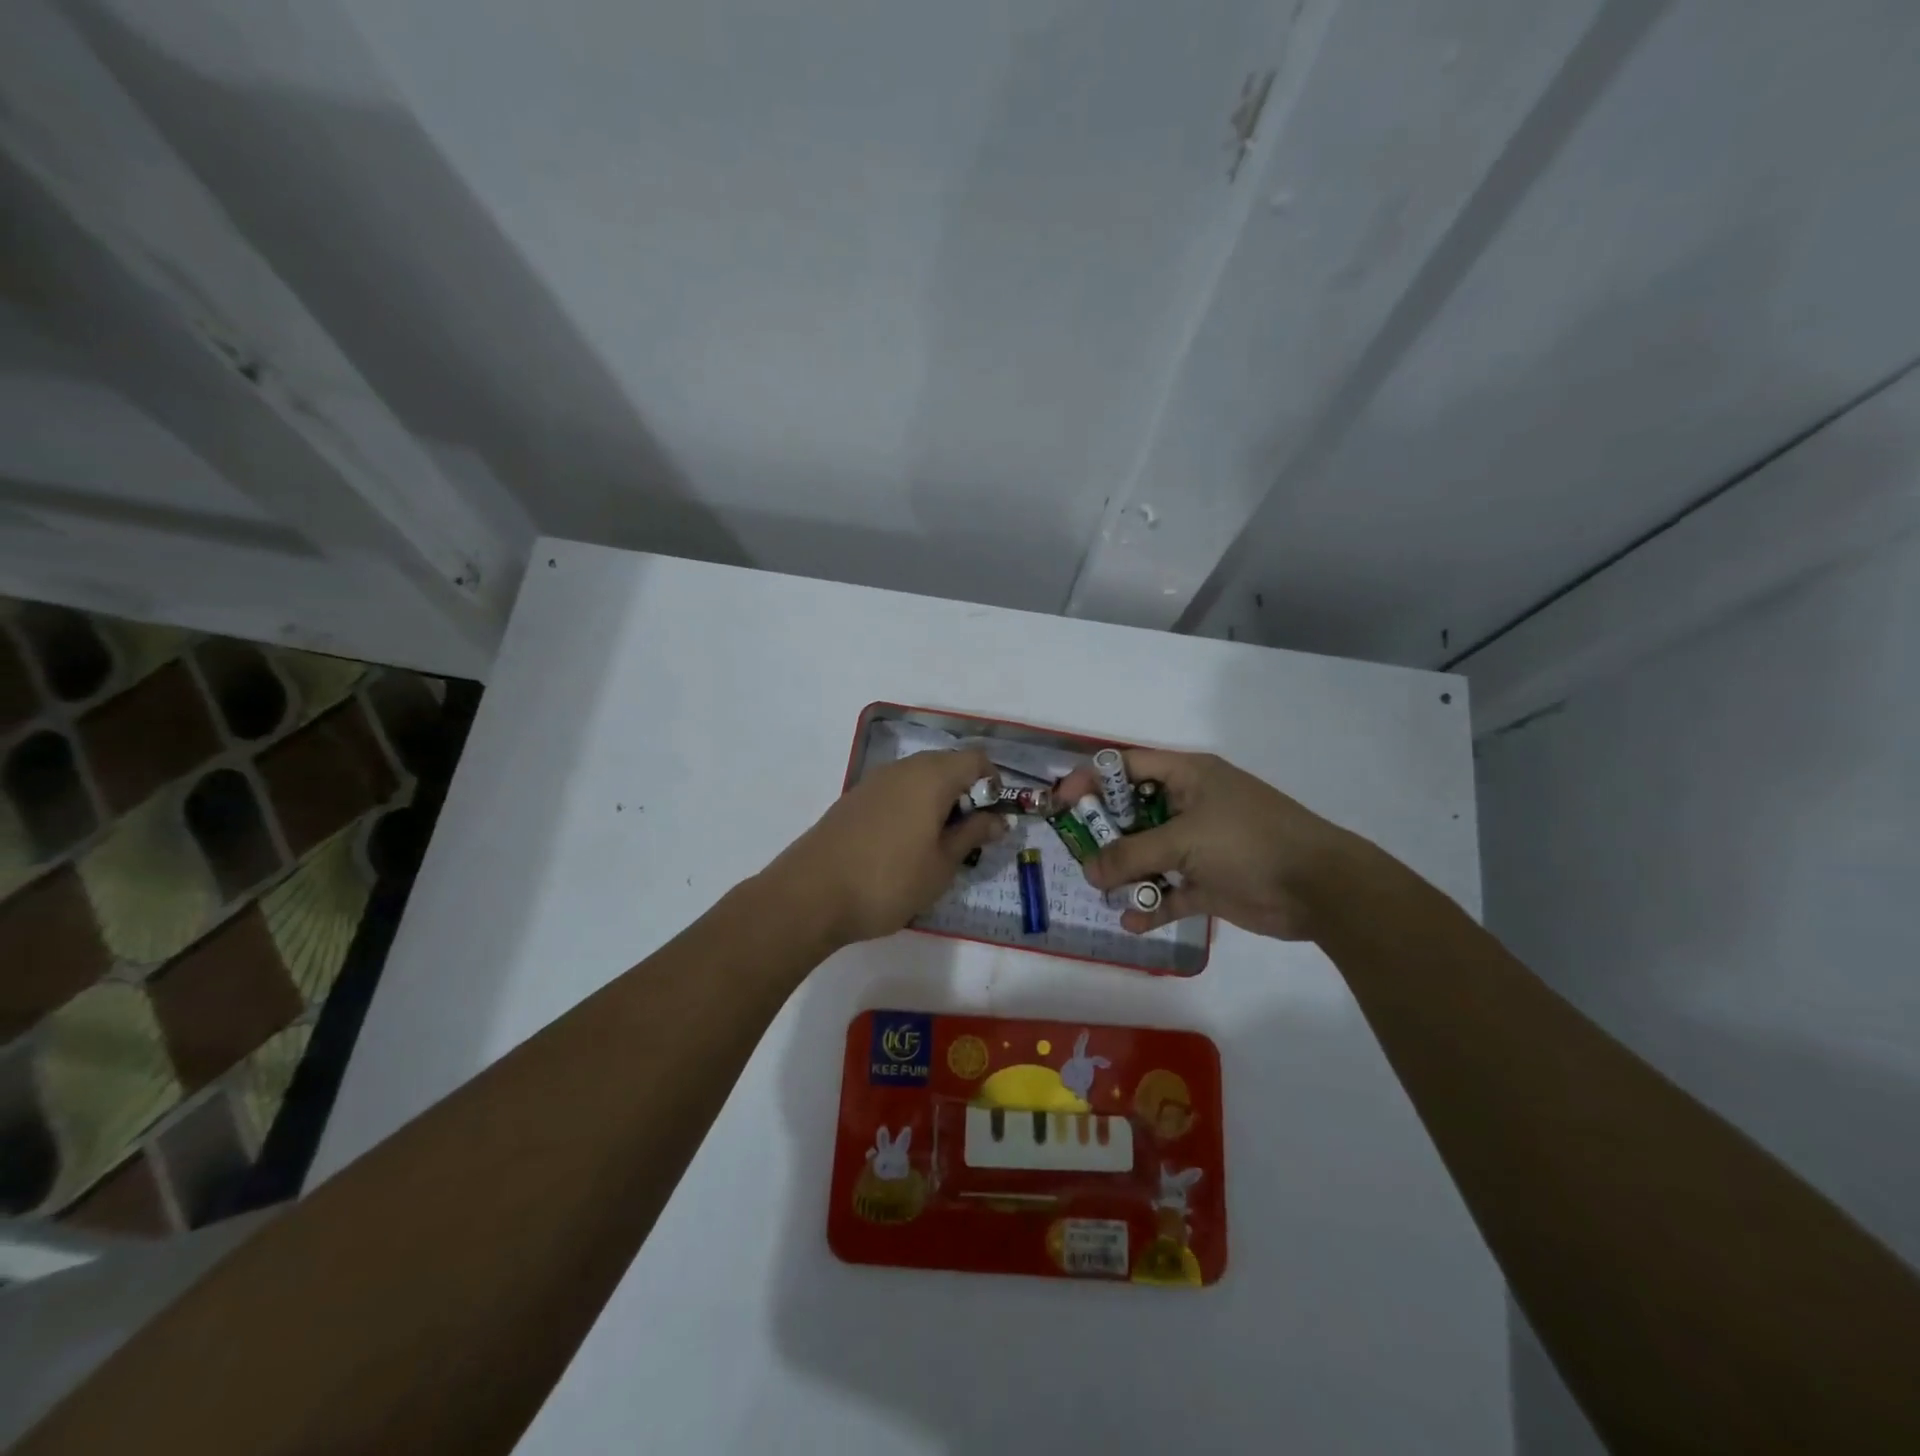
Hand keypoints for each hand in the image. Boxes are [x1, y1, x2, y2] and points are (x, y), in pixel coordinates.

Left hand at [762, 749, 1006, 949]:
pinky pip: (896, 791)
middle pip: (947, 765)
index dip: (993, 785)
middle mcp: (903, 768)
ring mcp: (874, 781)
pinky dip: (911, 808)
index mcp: (931, 776)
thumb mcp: (942, 864)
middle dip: (966, 794)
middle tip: (968, 837)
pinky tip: (904, 846)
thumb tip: (998, 819)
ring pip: (920, 778)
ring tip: (936, 846)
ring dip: (937, 802)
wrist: (810, 895)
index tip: (992, 820)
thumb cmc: (888, 880)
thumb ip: (973, 835)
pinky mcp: (854, 799)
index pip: (976, 759)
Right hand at [1053, 749, 1353, 939]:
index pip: (1127, 766)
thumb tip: (1089, 872)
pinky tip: (1132, 921)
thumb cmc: (1249, 842)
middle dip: (1104, 833)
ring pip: (1148, 853)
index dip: (1091, 779)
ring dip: (1126, 872)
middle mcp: (1190, 805)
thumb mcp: (1185, 840)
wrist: (1321, 888)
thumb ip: (1132, 855)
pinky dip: (1151, 904)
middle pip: (1132, 812)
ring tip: (1102, 888)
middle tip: (1078, 851)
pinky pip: (1170, 890)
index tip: (1062, 802)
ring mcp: (1200, 845)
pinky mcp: (1209, 881)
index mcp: (1187, 777)